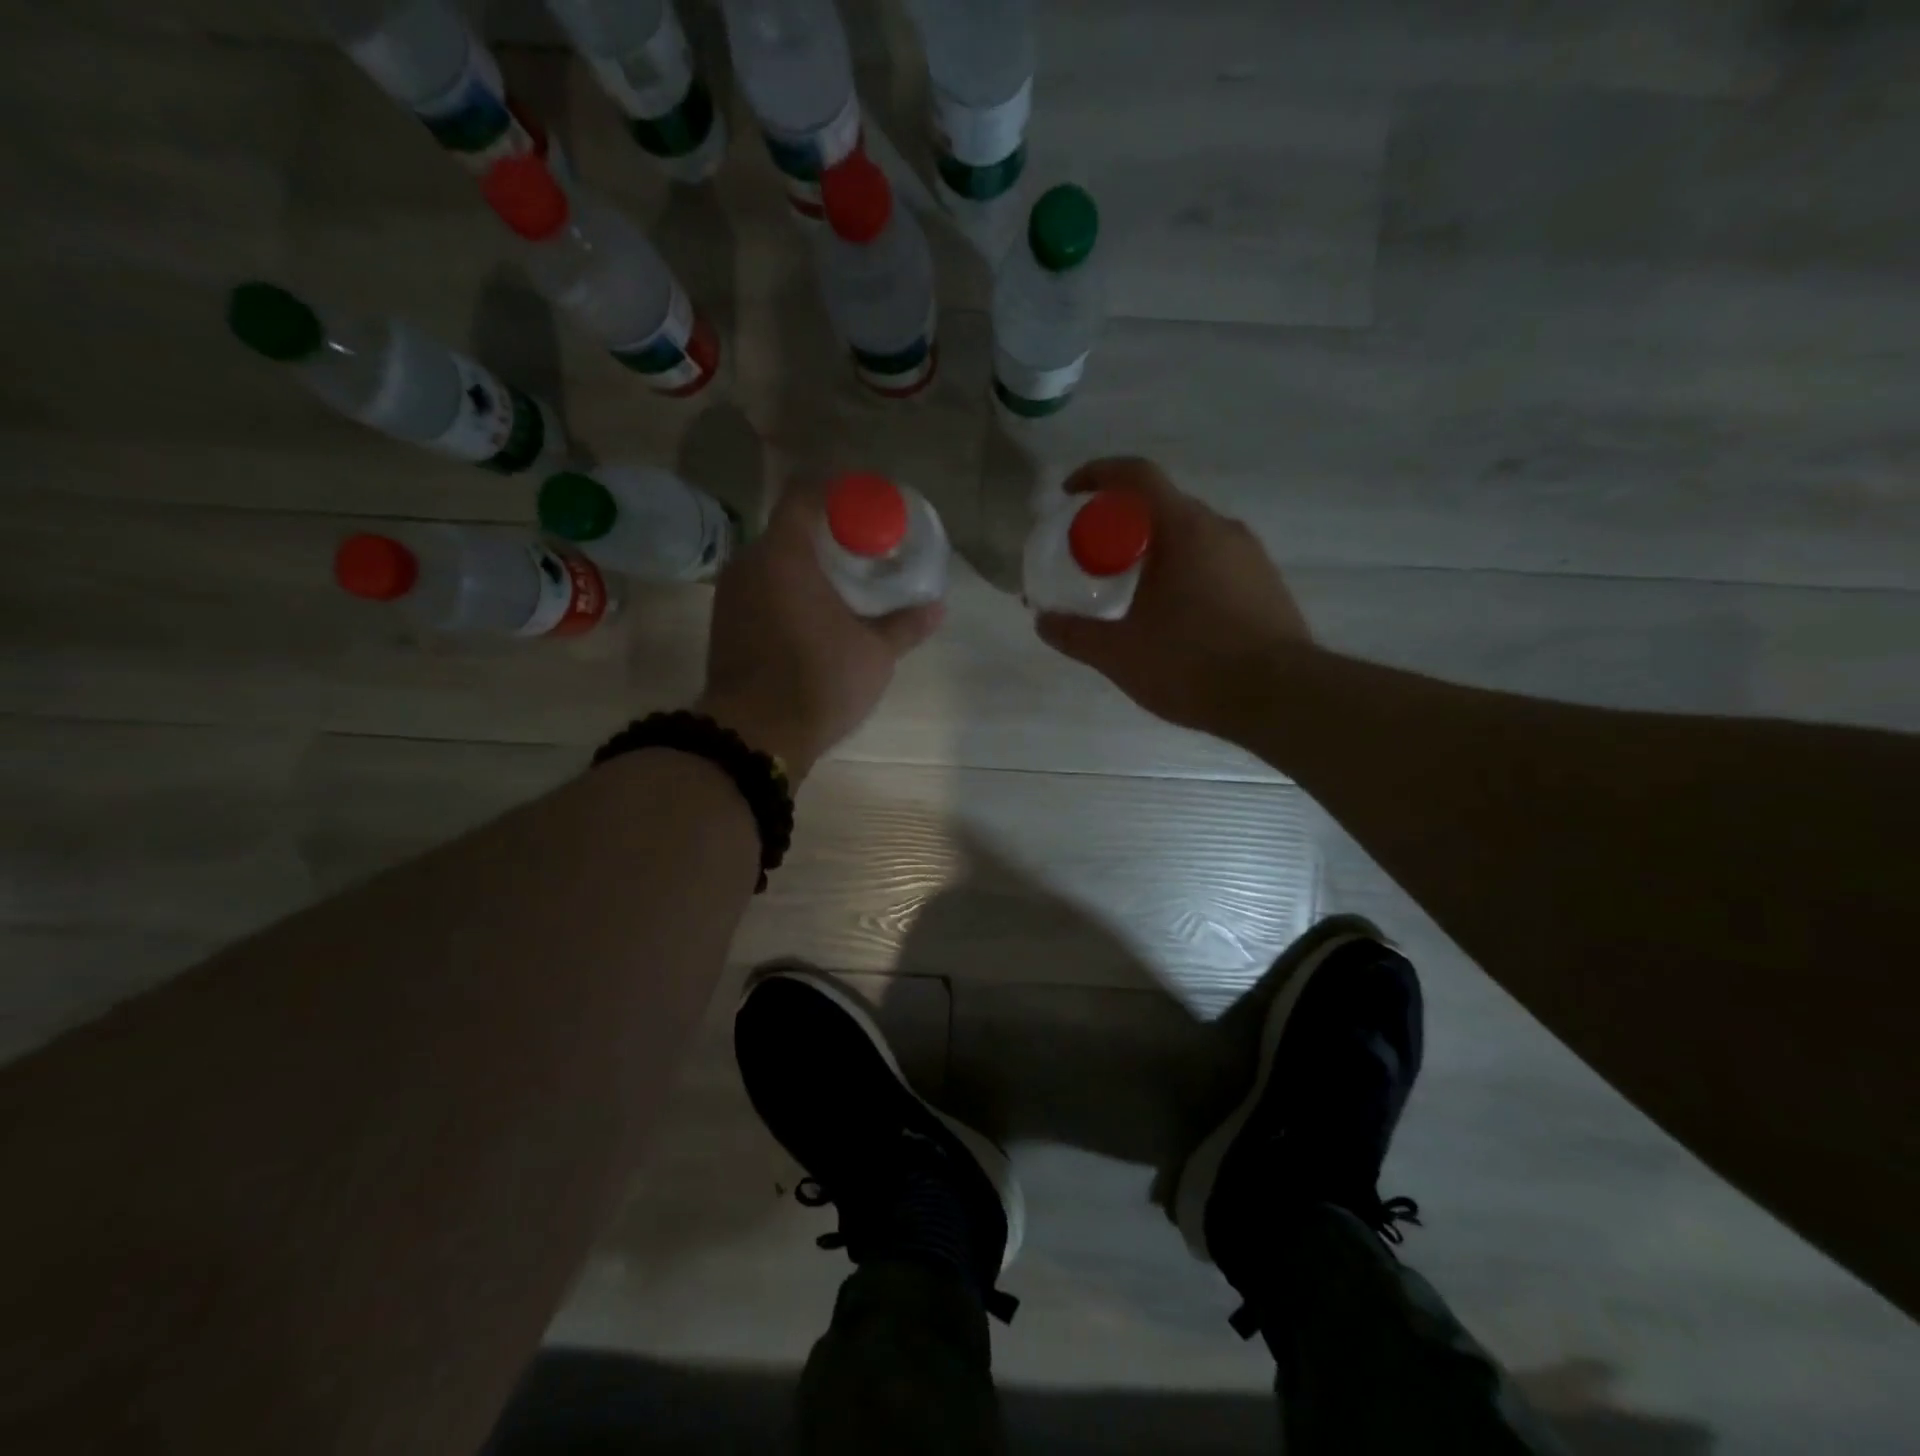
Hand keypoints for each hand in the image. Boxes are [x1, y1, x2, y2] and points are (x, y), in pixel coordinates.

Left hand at [697, 483, 942, 783]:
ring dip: (807, 564)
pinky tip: (814, 613)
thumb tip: (938, 607)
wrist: (754, 736)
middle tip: (865, 549)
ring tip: (843, 582)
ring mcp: (731, 594)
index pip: (805, 493)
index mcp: (784, 554)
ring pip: (774, 560)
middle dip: (828, 532)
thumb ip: (905, 625)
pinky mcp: (725, 623)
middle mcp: (749, 563)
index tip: (869, 506)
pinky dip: (788, 588)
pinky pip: (761, 587)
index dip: (839, 491)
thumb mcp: (874, 654)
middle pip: (790, 527)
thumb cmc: (818, 682)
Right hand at [1035, 458, 1310, 741]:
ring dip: (1154, 550)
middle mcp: (1222, 529)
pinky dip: (1184, 570)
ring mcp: (1251, 555)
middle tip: (1092, 555)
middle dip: (1121, 522)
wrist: (1281, 698)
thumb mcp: (1120, 654)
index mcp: (1184, 529)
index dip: (1097, 474)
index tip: (1069, 495)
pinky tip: (1172, 614)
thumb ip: (1076, 634)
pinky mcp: (1266, 584)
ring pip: (1191, 535)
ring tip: (1129, 589)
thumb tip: (1043, 621)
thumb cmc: (1193, 665)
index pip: (1137, 476)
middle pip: (1162, 506)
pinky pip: (1214, 560)